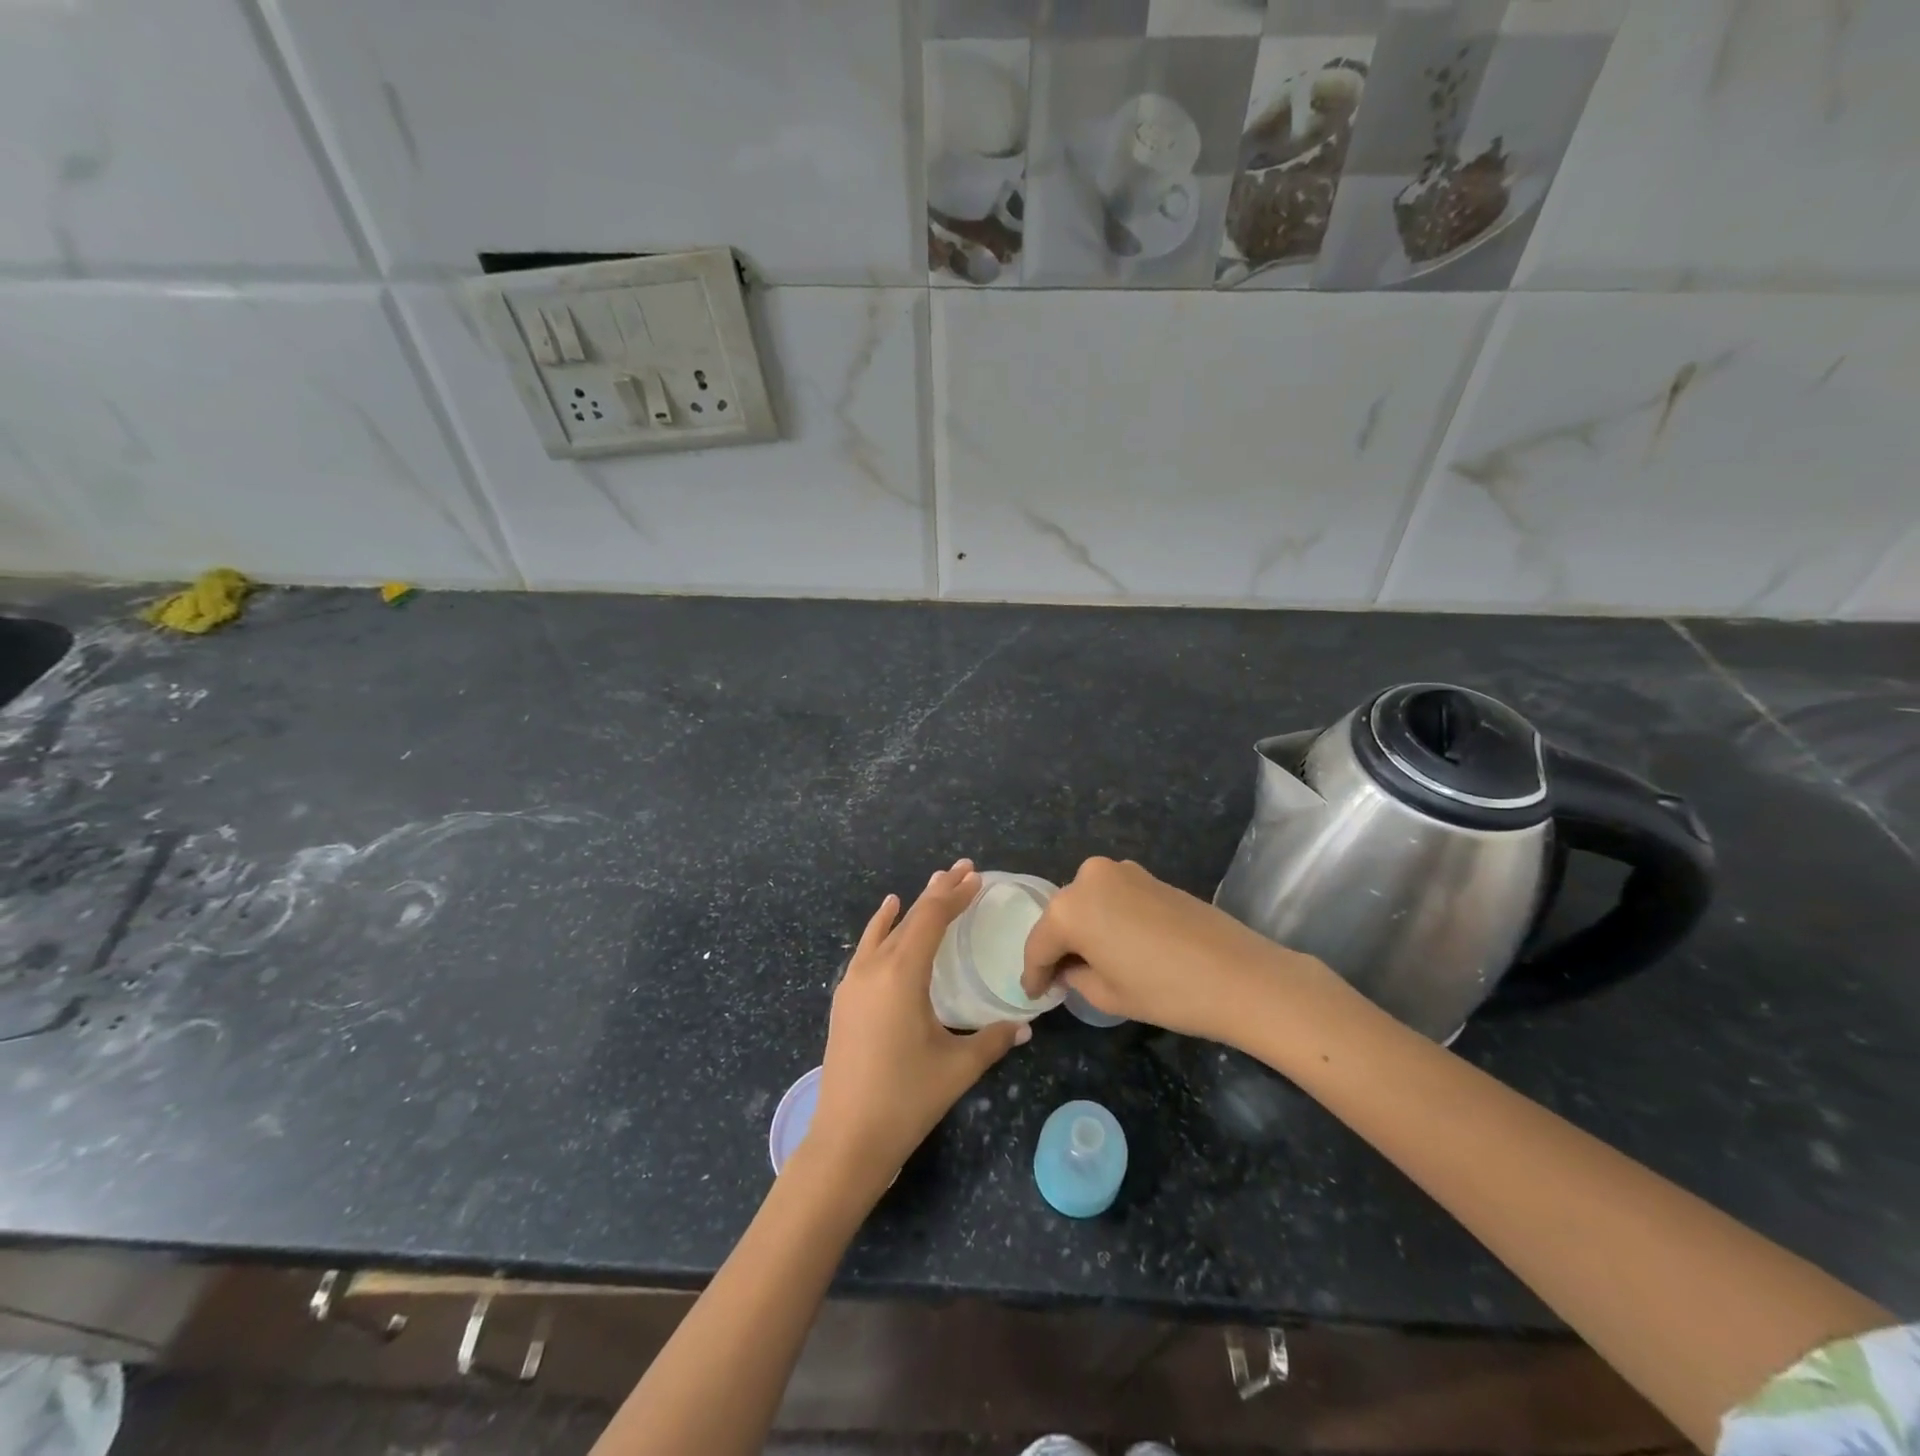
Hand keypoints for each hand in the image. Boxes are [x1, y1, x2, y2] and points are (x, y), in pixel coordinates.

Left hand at [807, 860, 1029, 1195]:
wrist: (846, 1139)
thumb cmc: (906, 1099)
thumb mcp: (957, 1068)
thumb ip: (993, 1040)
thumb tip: (1026, 1025)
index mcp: (902, 975)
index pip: (932, 920)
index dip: (955, 896)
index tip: (976, 877)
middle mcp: (874, 968)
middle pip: (910, 918)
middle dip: (938, 892)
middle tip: (963, 869)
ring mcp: (854, 982)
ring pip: (886, 929)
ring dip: (912, 906)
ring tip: (933, 883)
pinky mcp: (845, 998)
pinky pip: (867, 947)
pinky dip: (882, 926)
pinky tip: (887, 915)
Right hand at [1020, 856, 1338, 1043]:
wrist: (1239, 974)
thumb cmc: (1165, 991)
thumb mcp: (1107, 995)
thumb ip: (1076, 978)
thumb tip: (1071, 968)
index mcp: (1069, 908)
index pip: (1039, 944)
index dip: (1034, 973)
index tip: (1033, 994)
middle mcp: (1088, 878)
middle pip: (1061, 916)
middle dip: (1058, 946)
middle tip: (1059, 978)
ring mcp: (1121, 871)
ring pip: (1086, 903)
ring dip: (1083, 929)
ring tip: (1089, 962)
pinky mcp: (1148, 875)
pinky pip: (1112, 897)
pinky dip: (1107, 918)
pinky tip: (1117, 944)